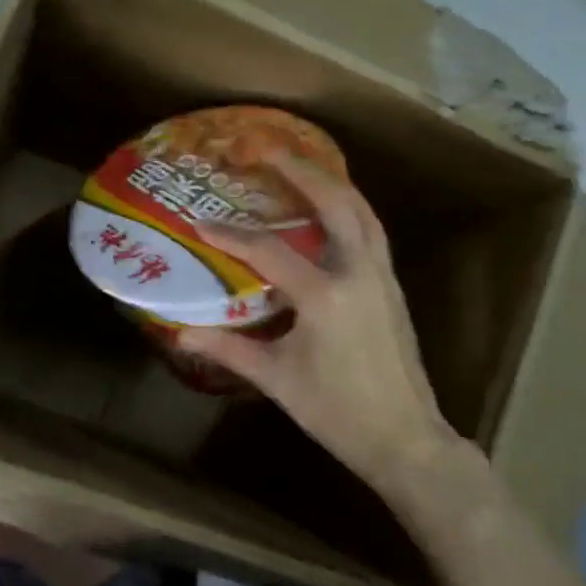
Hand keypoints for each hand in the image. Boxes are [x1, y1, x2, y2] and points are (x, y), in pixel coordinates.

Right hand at [178, 154, 478, 508]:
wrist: (404, 437)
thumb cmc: (336, 412)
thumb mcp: (277, 380)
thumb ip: (229, 349)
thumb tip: (181, 333)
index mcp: (325, 296)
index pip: (269, 250)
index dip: (230, 234)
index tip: (199, 221)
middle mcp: (359, 272)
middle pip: (333, 202)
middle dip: (299, 169)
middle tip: (266, 148)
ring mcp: (382, 275)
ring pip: (361, 209)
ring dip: (330, 182)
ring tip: (298, 166)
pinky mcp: (392, 285)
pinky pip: (371, 229)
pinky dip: (349, 207)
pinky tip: (329, 209)